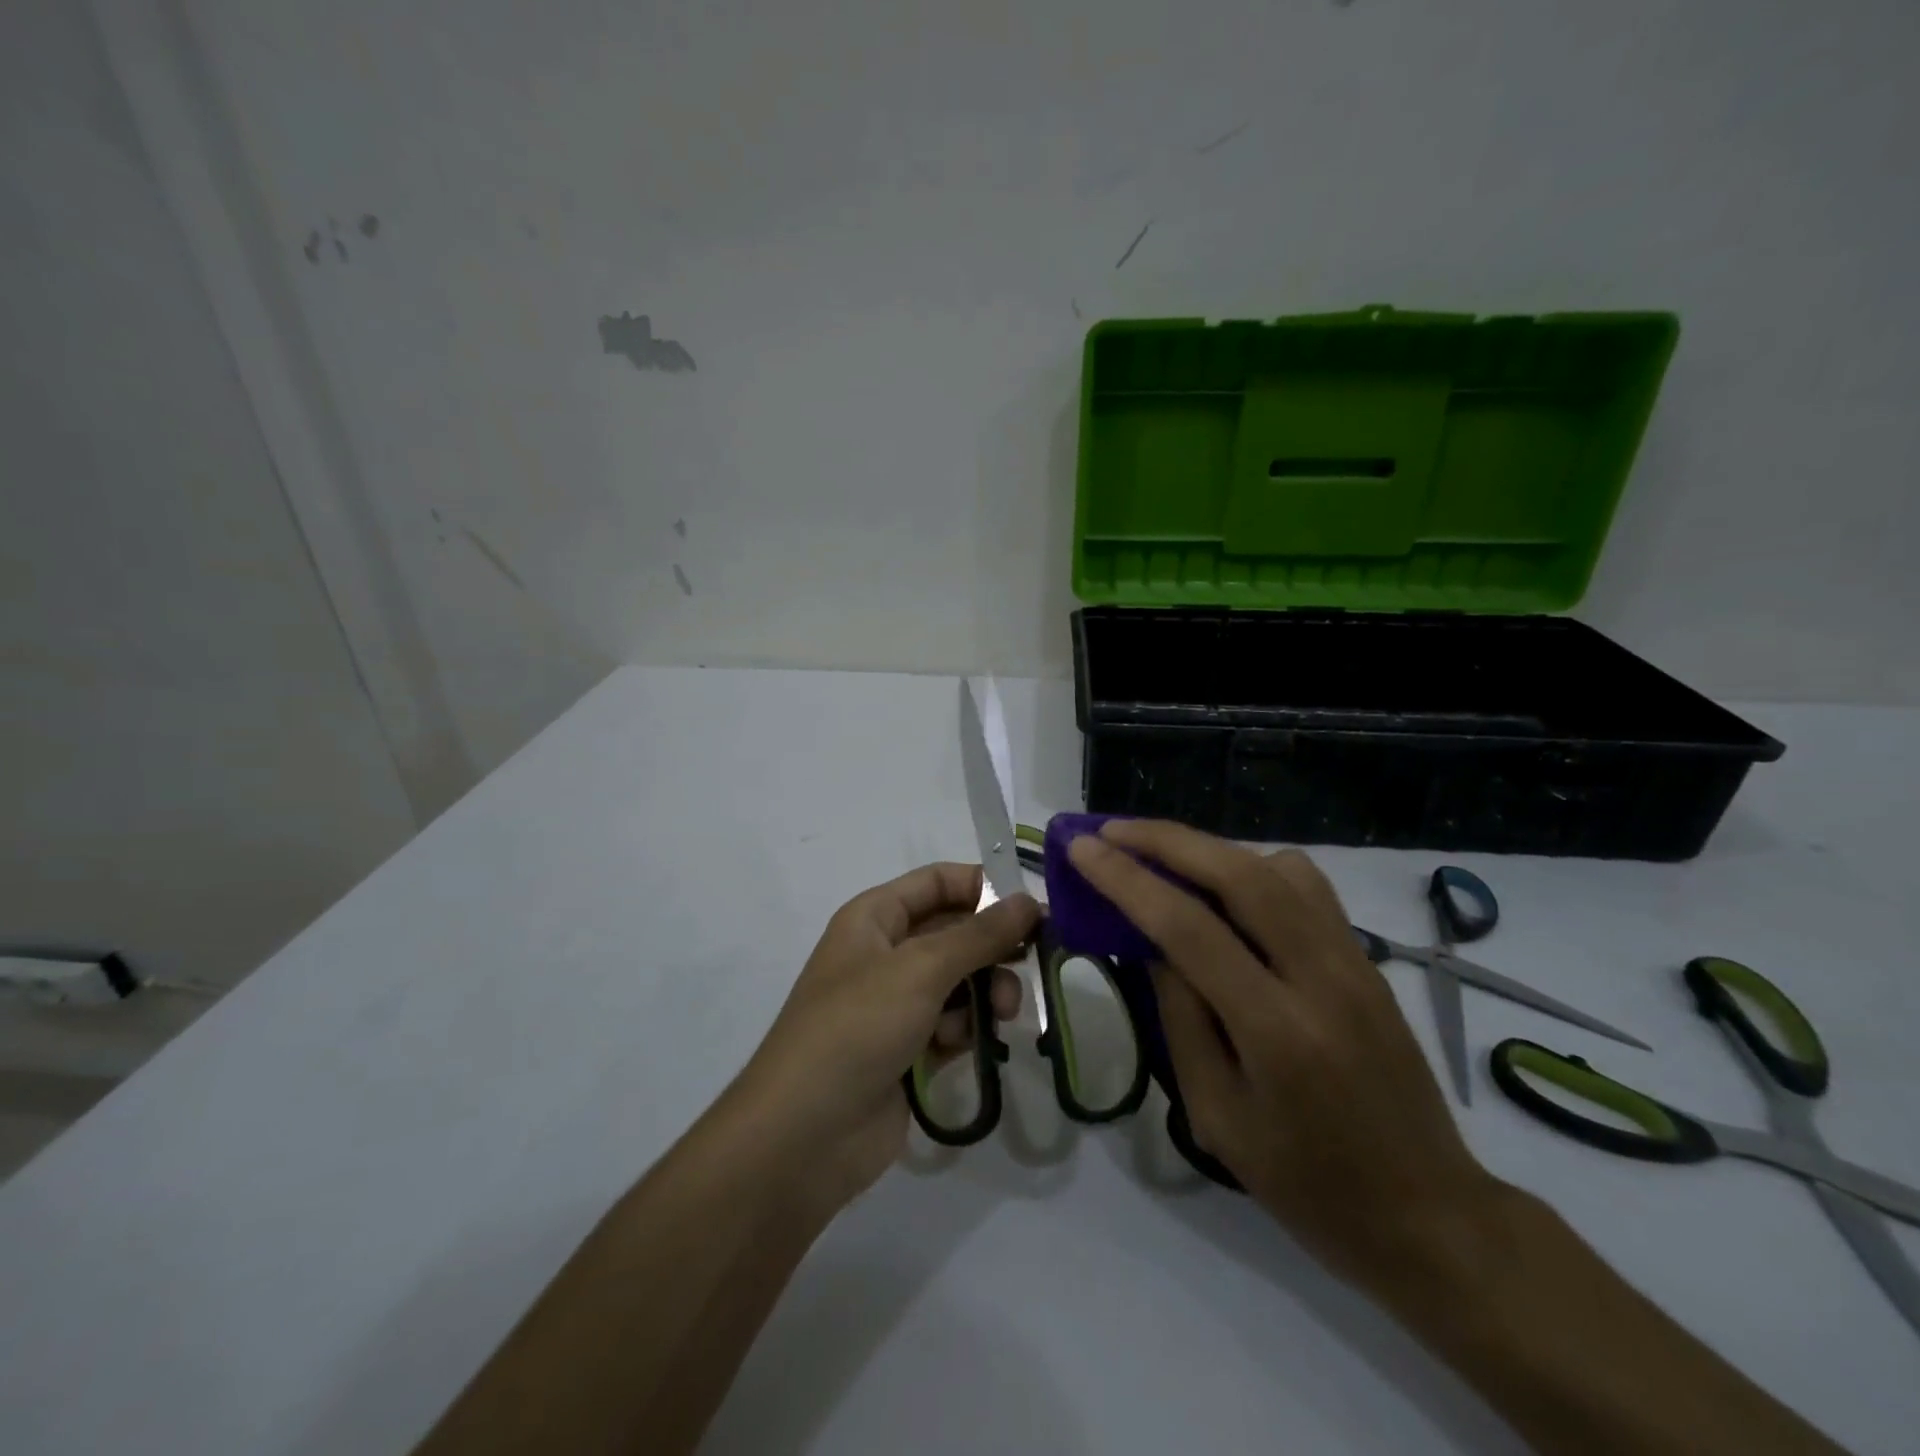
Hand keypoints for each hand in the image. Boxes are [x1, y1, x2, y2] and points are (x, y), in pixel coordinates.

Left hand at [735, 863, 1038, 1210]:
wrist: (803, 1137)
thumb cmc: (857, 1028)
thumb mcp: (920, 969)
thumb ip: (979, 935)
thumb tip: (1027, 901)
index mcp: (875, 918)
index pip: (938, 882)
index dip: (984, 887)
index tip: (1032, 908)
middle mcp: (885, 953)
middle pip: (955, 932)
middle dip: (993, 947)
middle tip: (1034, 961)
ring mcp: (895, 1004)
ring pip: (960, 981)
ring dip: (985, 992)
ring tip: (1002, 1012)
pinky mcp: (908, 1051)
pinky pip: (953, 1024)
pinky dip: (965, 1030)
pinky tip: (960, 1048)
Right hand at [1067, 822, 1499, 1290]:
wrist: (1428, 1212)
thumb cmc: (1306, 1183)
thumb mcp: (1217, 1117)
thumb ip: (1180, 1019)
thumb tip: (1151, 943)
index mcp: (1276, 1032)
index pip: (1188, 928)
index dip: (1127, 880)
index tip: (1082, 848)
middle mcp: (1321, 978)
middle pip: (1239, 874)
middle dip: (1165, 840)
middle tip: (1110, 829)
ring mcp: (1354, 961)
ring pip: (1278, 867)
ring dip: (1210, 848)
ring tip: (1160, 854)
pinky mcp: (1368, 958)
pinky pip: (1307, 887)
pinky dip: (1255, 867)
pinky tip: (1226, 887)